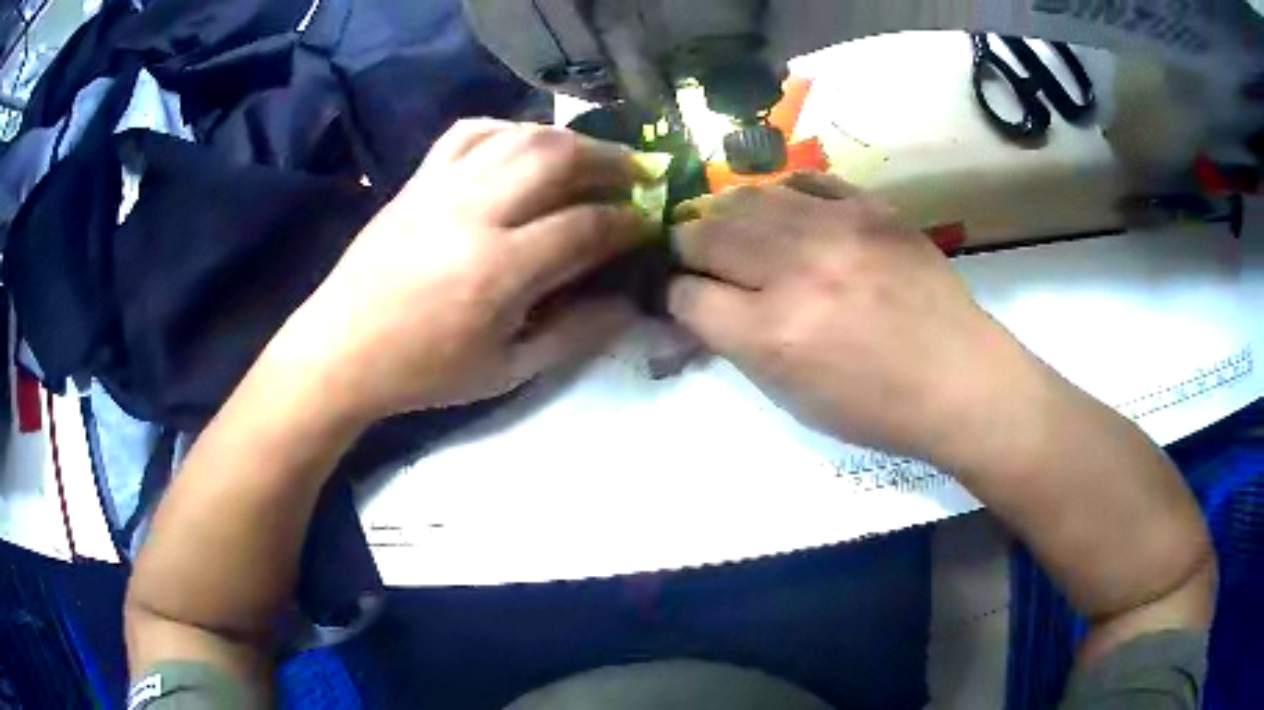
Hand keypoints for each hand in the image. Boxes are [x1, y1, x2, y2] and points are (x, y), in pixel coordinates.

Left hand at [269, 120, 652, 422]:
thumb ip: (575, 334)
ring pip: (519, 135)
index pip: (586, 226)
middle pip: (557, 157)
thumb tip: (629, 302)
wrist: (341, 350)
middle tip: (636, 176)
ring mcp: (441, 187)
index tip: (649, 225)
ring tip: (591, 157)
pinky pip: (470, 132)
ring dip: (568, 139)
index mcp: (498, 271)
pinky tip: (523, 146)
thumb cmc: (424, 372)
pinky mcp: (417, 179)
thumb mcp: (507, 371)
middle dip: (611, 161)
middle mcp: (473, 213)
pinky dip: (508, 129)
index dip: (629, 223)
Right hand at [668, 174, 1040, 465]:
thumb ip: (739, 345)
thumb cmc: (877, 408)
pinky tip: (788, 215)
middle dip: (688, 248)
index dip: (674, 297)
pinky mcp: (870, 207)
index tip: (681, 298)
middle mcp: (796, 270)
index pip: (685, 295)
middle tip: (697, 258)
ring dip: (728, 216)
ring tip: (736, 231)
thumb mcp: (794, 398)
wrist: (960, 379)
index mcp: (773, 334)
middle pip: (704, 233)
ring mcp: (837, 228)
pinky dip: (784, 197)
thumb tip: (700, 306)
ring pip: (747, 197)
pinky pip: (804, 181)